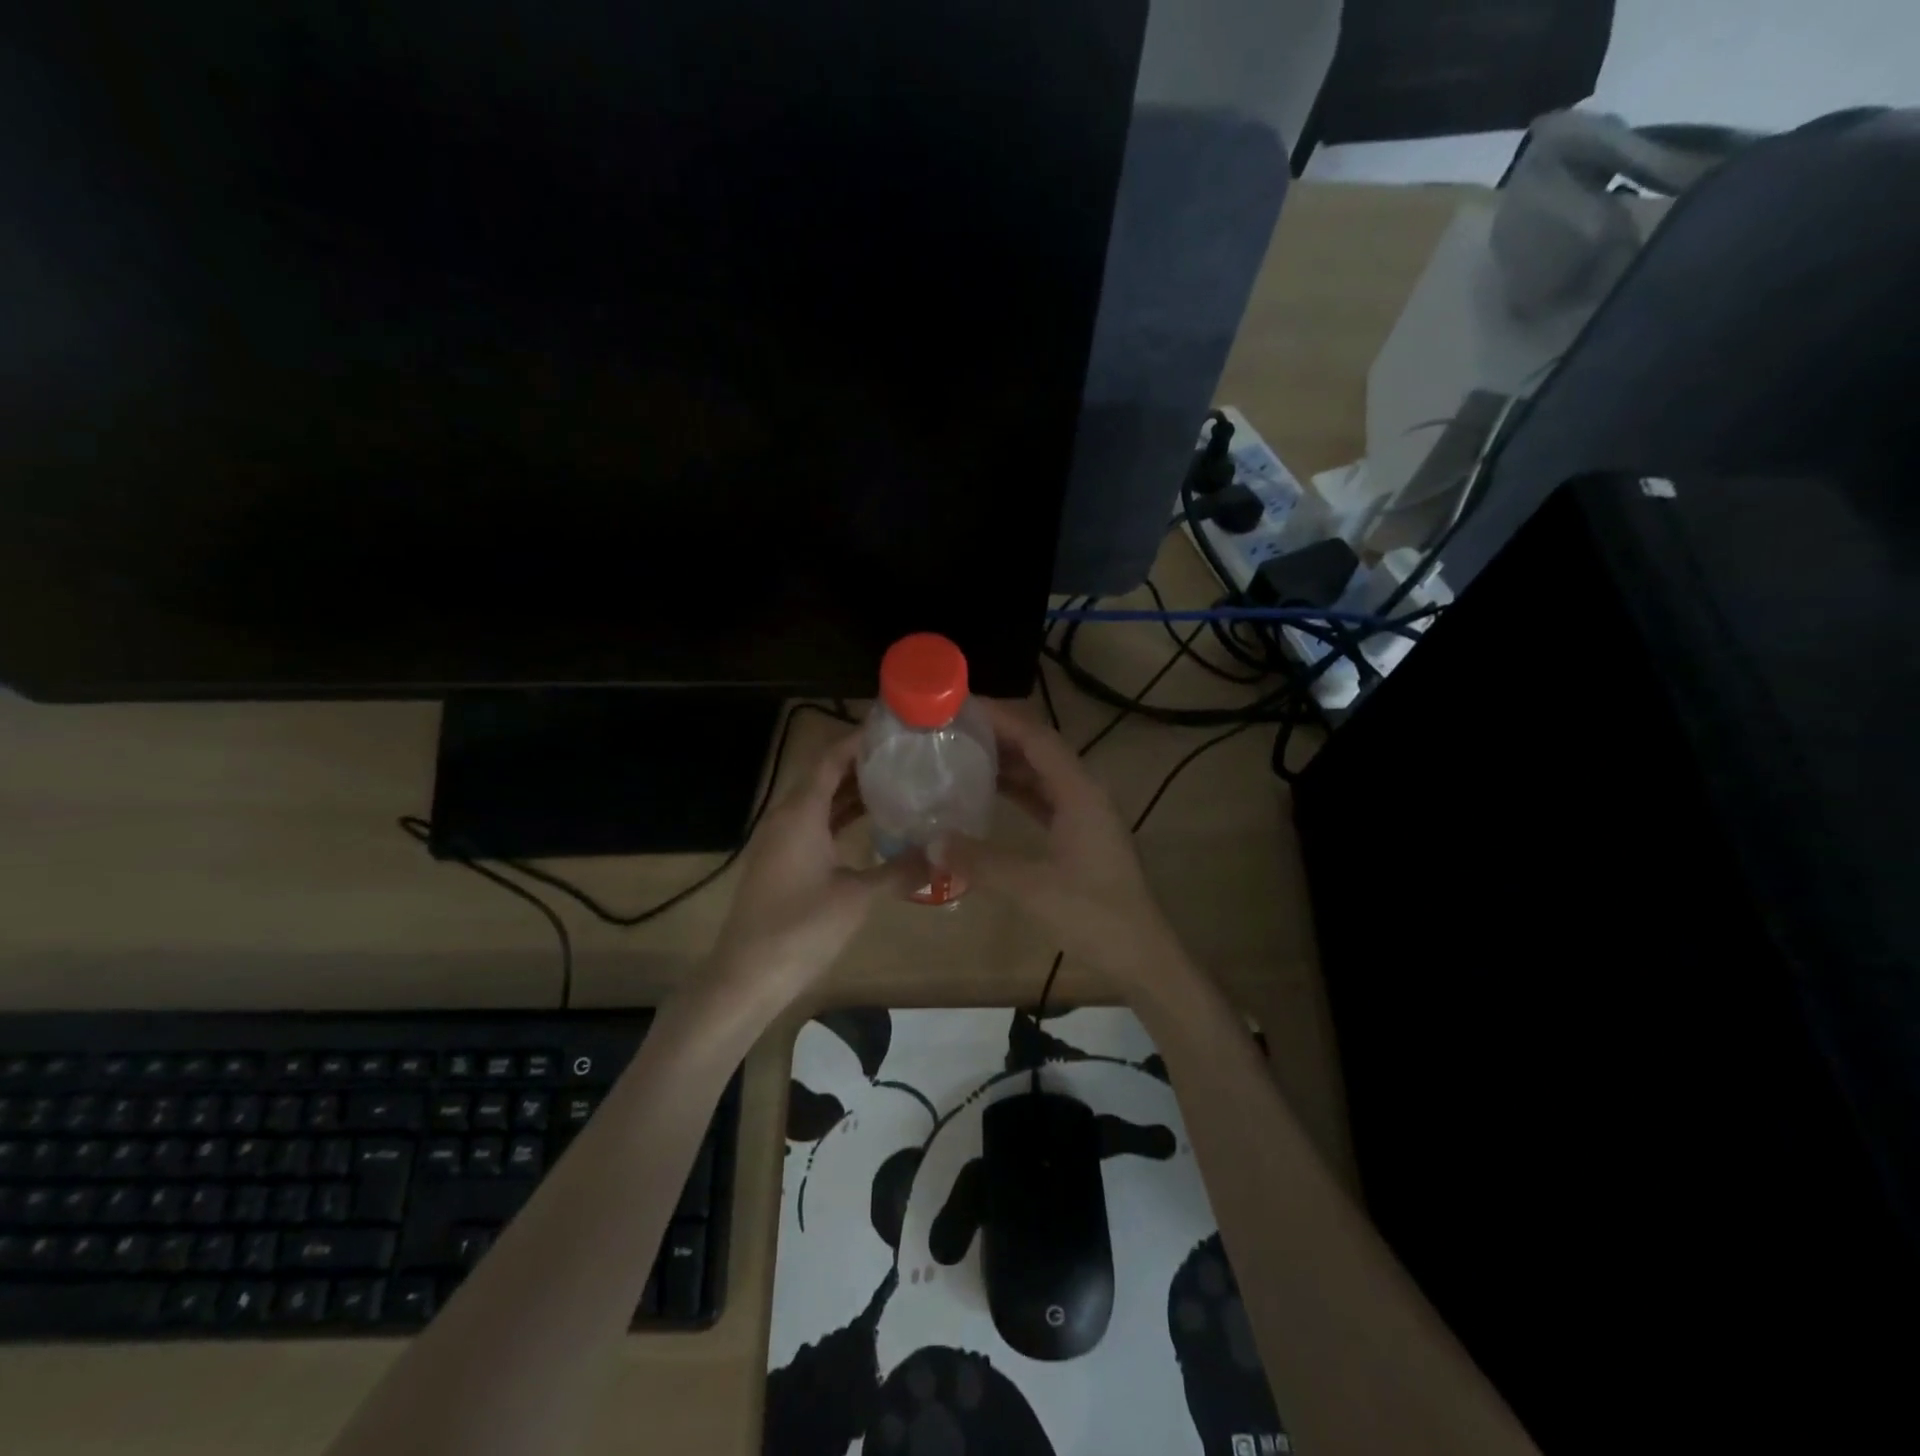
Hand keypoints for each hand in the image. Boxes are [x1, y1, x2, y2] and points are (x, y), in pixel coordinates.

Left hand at [707, 728, 919, 1006]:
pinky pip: (813, 824)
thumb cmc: (801, 928)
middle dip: (861, 764)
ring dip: (851, 791)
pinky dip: (840, 817)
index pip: (831, 758)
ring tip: (895, 782)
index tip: (893, 730)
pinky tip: (869, 824)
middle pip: (825, 776)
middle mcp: (786, 817)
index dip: (859, 740)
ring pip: (819, 801)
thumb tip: (941, 855)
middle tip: (905, 757)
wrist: (747, 975)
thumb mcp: (857, 897)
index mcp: (801, 812)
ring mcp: (780, 840)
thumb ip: (900, 871)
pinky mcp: (781, 861)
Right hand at [959, 698, 1184, 987]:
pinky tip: (987, 793)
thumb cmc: (1093, 915)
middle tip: (952, 728)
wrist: (1140, 955)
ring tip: (961, 752)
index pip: (1037, 738)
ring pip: (1041, 774)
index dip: (1001, 717)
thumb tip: (931, 843)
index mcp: (1079, 792)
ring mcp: (1084, 814)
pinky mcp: (1080, 835)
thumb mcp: (1031, 887)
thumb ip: (980, 862)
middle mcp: (1084, 793)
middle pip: (1039, 749)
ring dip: (1006, 761)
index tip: (961, 706)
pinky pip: (1043, 798)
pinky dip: (1016, 790)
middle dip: (999, 734)